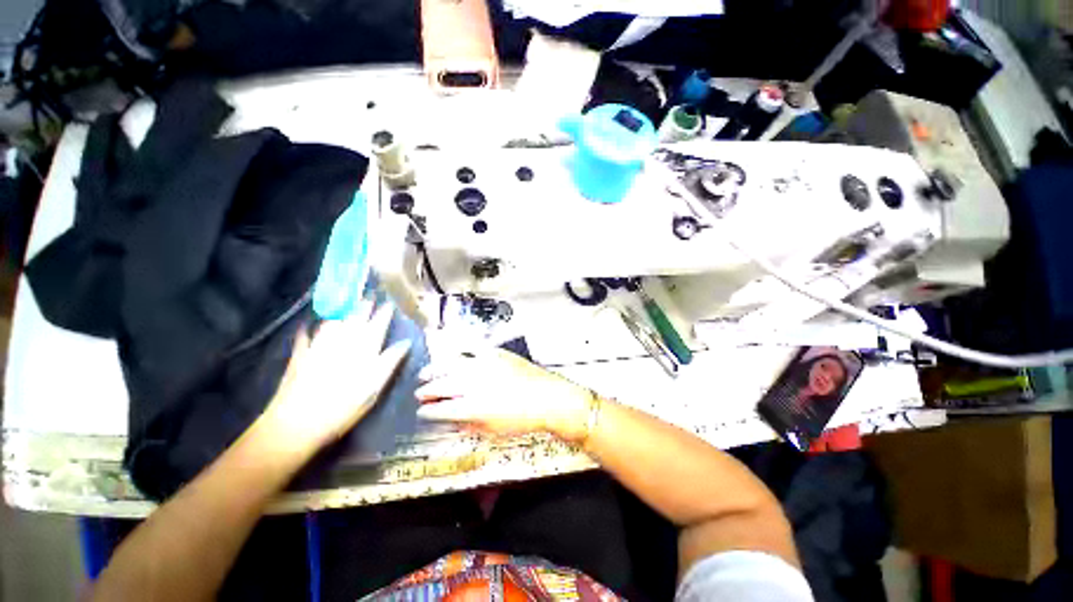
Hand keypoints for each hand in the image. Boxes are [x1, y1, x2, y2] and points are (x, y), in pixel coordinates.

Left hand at [257, 303, 410, 456]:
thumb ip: (390, 362)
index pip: (377, 326)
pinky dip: (308, 328)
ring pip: (333, 322)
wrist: (297, 424)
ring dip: (342, 310)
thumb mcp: (374, 388)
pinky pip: (305, 336)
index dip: (384, 313)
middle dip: (364, 305)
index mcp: (363, 350)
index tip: (390, 301)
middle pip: (355, 319)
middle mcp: (342, 343)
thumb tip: (405, 343)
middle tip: (370, 293)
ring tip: (347, 300)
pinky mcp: (300, 356)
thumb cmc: (343, 408)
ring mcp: (319, 348)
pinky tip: (308, 323)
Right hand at [415, 349, 591, 441]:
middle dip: (427, 390)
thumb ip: (468, 425)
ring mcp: (485, 365)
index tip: (423, 411)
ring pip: (451, 364)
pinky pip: (472, 348)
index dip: (427, 411)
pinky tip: (452, 353)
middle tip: (420, 393)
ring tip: (426, 373)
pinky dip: (459, 351)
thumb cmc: (523, 419)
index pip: (440, 409)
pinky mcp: (496, 354)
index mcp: (472, 407)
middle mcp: (474, 383)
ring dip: (435, 369)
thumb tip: (451, 421)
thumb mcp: (493, 430)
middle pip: (441, 384)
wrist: (548, 398)